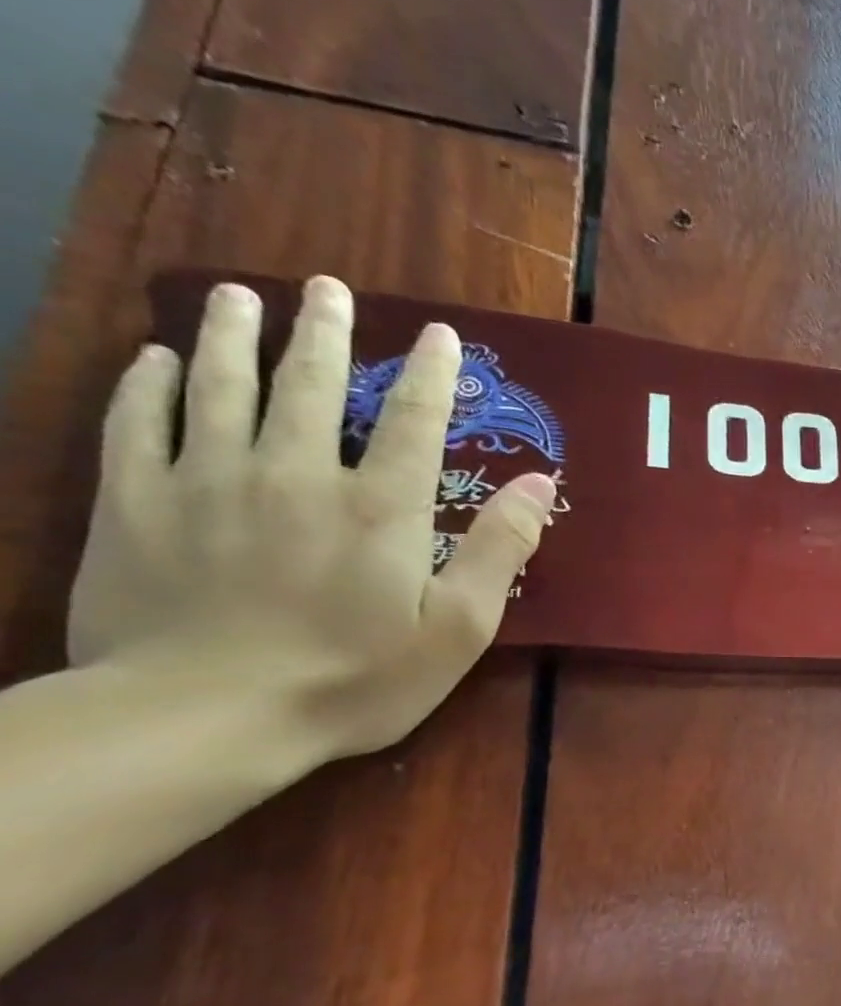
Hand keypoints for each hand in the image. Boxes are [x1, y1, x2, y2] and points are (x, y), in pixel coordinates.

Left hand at [67, 277, 554, 757]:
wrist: (204, 718)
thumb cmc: (354, 679)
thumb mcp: (458, 628)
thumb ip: (500, 549)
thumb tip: (539, 482)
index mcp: (379, 508)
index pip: (410, 420)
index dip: (429, 374)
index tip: (437, 334)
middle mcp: (294, 475)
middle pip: (307, 385)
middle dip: (321, 331)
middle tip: (324, 288)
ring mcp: (207, 482)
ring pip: (219, 387)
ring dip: (233, 335)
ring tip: (241, 295)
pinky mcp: (135, 504)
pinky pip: (137, 424)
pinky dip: (149, 384)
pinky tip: (159, 358)